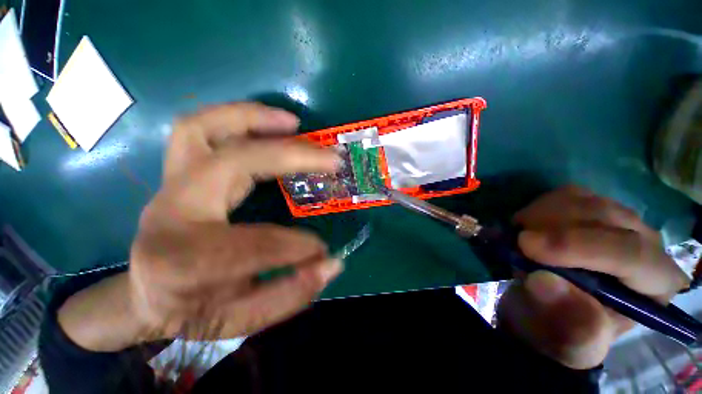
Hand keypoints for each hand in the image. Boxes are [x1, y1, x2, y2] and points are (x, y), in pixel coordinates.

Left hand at [59, 103, 342, 350]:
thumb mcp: (240, 319)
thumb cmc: (192, 310)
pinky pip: (202, 129)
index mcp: (181, 261)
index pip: (252, 245)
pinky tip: (274, 125)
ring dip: (254, 118)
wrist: (147, 294)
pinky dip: (240, 118)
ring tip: (295, 124)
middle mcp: (171, 211)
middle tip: (330, 158)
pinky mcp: (181, 173)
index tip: (324, 250)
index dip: (296, 247)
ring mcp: (171, 185)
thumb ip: (288, 294)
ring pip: (201, 128)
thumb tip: (331, 265)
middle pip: (230, 161)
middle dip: (291, 156)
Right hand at [496, 186, 688, 368]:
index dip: (579, 246)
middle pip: (607, 217)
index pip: (632, 254)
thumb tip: (543, 281)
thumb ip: (566, 319)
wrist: (551, 308)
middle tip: (517, 242)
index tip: (526, 246)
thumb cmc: (564, 329)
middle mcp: (647, 244)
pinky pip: (567, 194)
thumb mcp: (567, 340)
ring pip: (585, 200)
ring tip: (521, 237)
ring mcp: (619, 221)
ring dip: (542, 215)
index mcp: (654, 284)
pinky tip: (530, 225)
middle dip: (553, 227)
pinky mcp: (592, 209)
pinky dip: (540, 206)